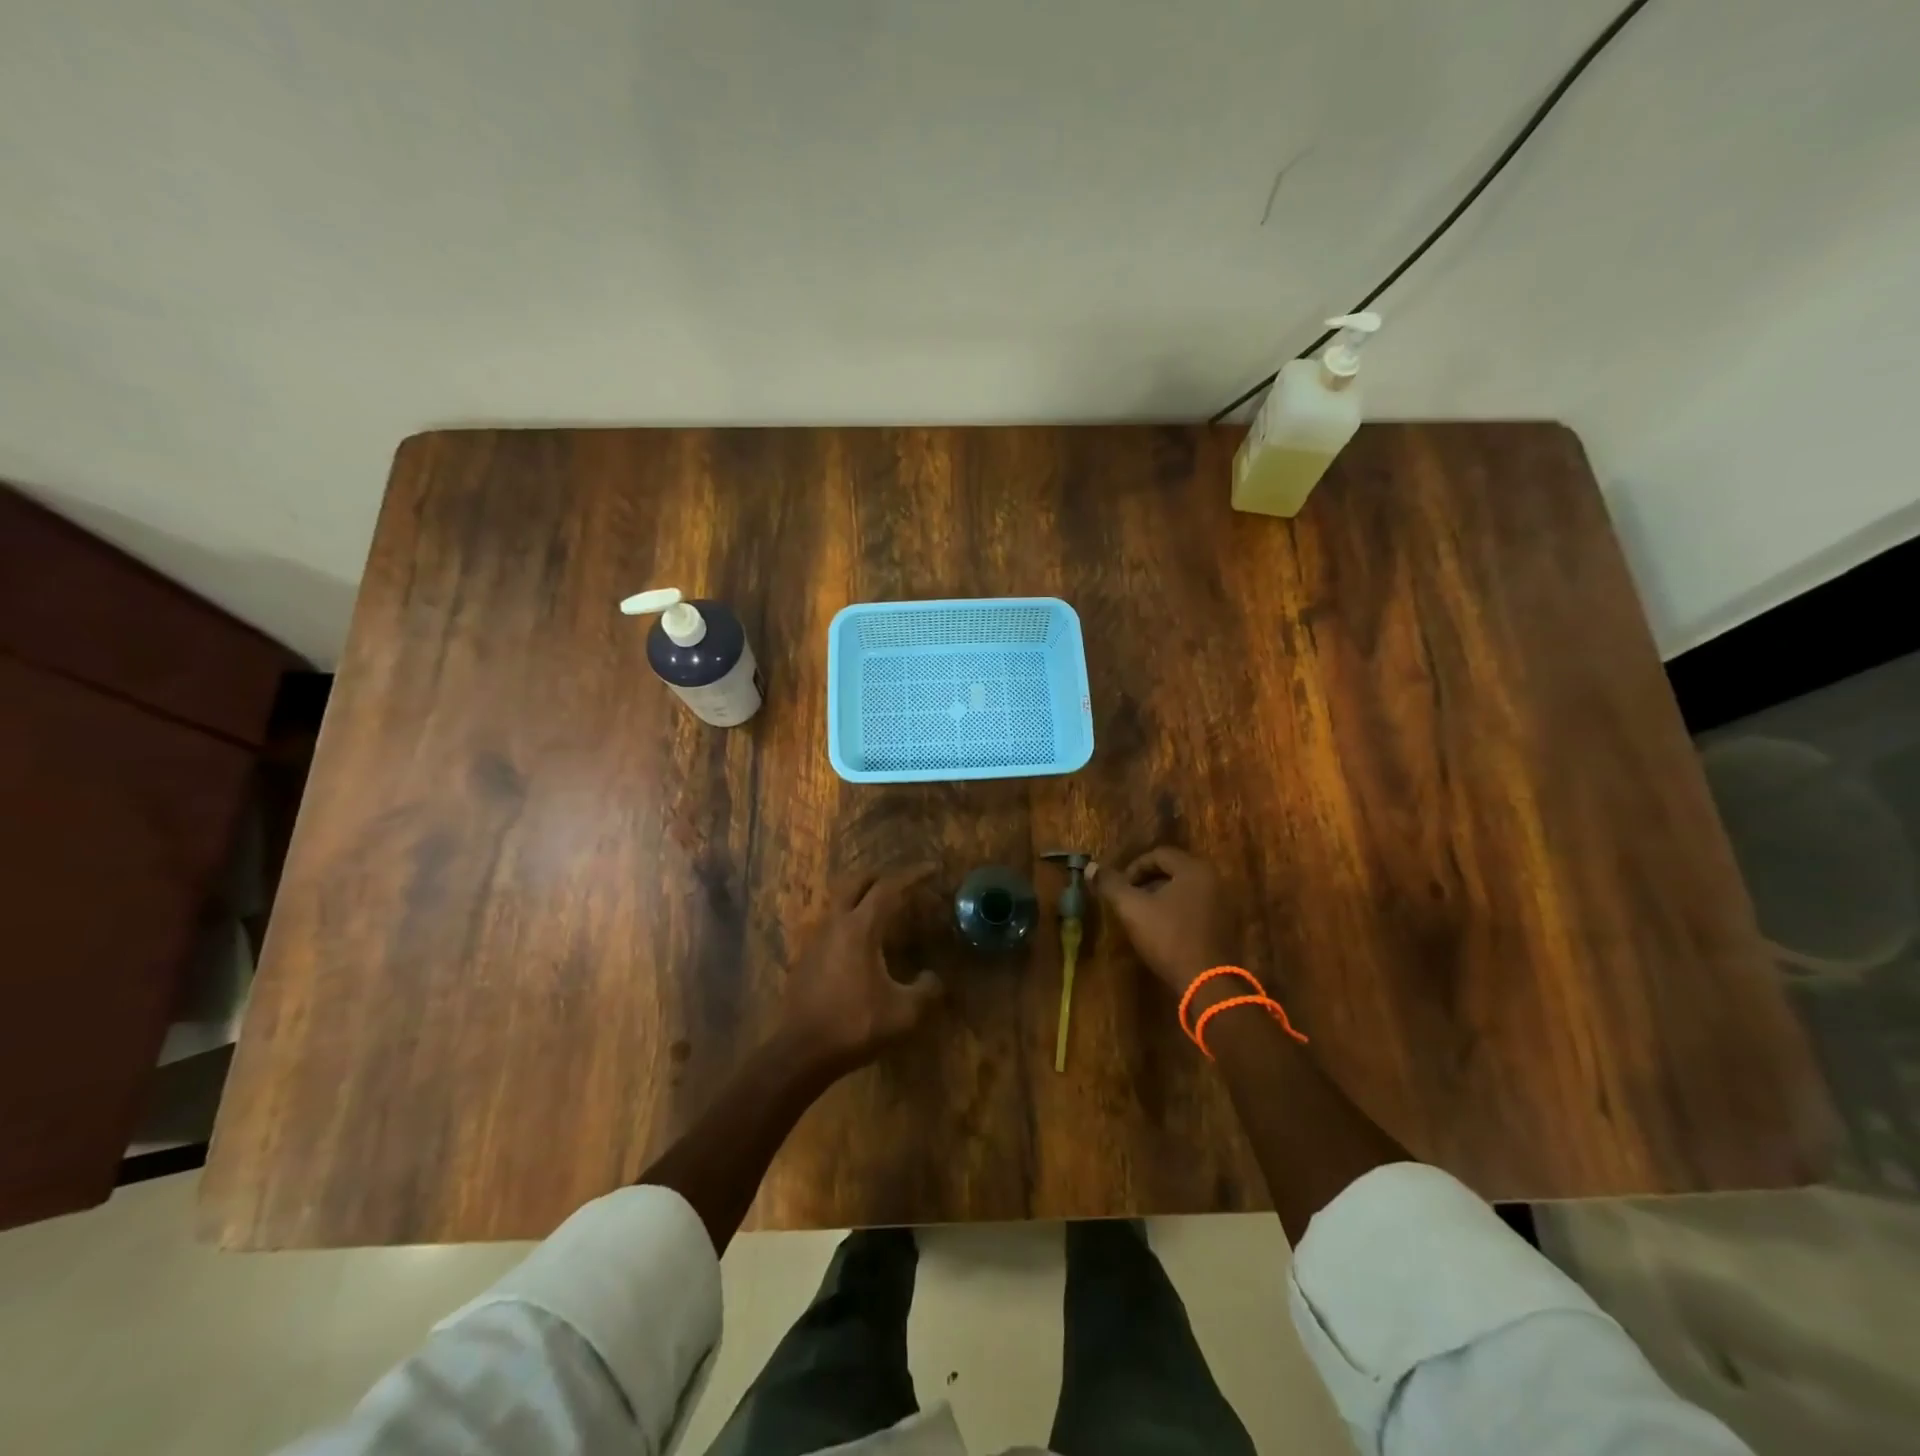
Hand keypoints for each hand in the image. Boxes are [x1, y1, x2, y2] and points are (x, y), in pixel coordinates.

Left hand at [778, 863, 943, 1074]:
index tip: (932, 868)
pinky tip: (862, 945)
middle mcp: (836, 923)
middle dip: (881, 876)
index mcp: (860, 928)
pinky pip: (833, 925)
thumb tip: (933, 978)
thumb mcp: (905, 1013)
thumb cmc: (855, 1025)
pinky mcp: (806, 957)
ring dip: (862, 898)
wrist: (801, 1052)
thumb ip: (927, 990)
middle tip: (903, 883)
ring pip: (840, 902)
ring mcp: (816, 939)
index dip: (912, 875)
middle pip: (856, 882)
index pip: (888, 888)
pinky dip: (851, 921)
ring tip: (885, 912)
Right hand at [1090, 846, 1238, 997]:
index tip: (1120, 888)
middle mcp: (1215, 879)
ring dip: (1163, 898)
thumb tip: (1090, 867)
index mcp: (1194, 869)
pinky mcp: (1229, 926)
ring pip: (1186, 891)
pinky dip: (1180, 912)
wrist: (1209, 984)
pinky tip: (1166, 932)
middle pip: (1174, 871)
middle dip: (1147, 883)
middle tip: (1130, 900)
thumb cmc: (1169, 939)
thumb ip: (1111, 885)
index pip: (1159, 855)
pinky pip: (1199, 908)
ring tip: (1144, 917)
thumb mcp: (1132, 909)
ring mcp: (1226, 904)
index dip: (1133, 868)